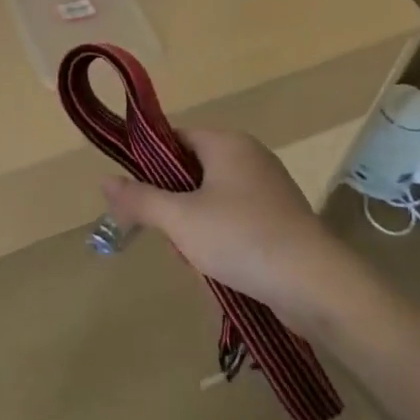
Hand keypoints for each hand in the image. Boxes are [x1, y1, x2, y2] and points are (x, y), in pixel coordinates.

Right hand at [100, 129, 353, 328]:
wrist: (315, 283)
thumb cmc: (241, 238)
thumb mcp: (180, 220)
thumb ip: (141, 199)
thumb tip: (105, 181)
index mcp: (227, 142)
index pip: (176, 137)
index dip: (151, 162)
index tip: (138, 195)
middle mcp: (250, 155)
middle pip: (193, 169)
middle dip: (174, 203)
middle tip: (168, 234)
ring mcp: (269, 187)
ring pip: (213, 198)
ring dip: (196, 225)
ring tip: (195, 257)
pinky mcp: (281, 217)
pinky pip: (236, 217)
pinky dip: (221, 237)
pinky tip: (220, 267)